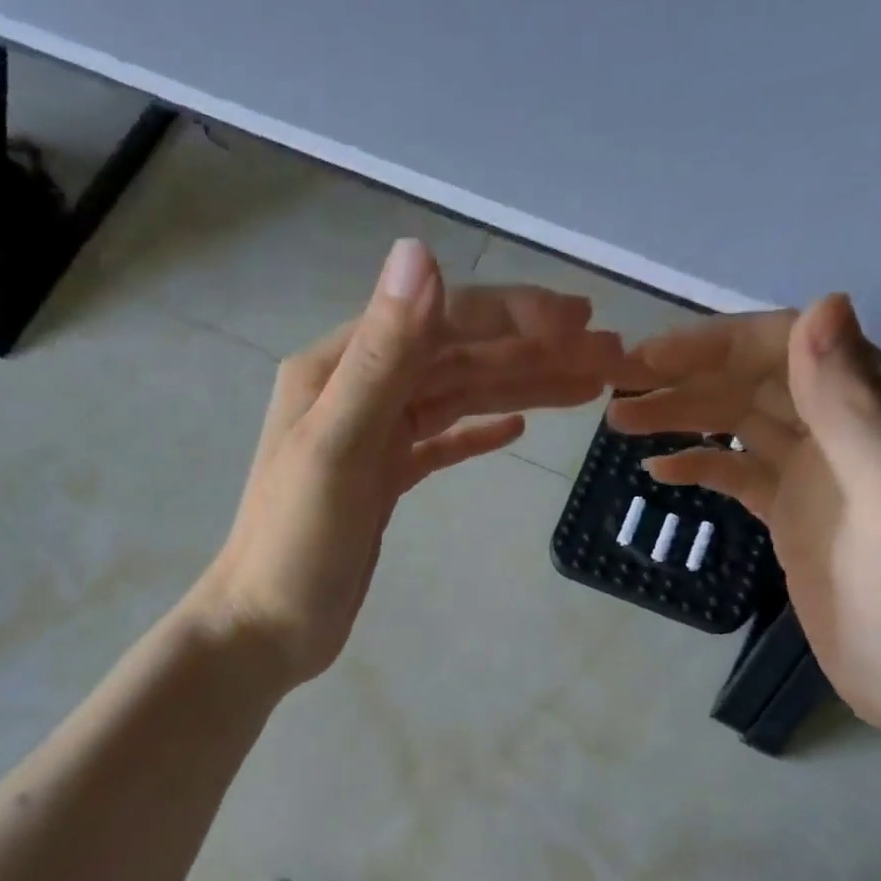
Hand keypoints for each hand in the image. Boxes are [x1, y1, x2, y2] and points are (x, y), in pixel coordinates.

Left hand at [193, 238, 628, 685]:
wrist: (267, 628)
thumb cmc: (296, 545)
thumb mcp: (337, 447)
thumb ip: (381, 356)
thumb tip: (419, 252)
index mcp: (339, 369)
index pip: (438, 322)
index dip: (511, 317)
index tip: (581, 325)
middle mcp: (357, 390)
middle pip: (457, 357)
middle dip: (534, 352)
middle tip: (613, 355)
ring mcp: (373, 436)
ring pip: (457, 397)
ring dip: (521, 387)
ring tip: (590, 386)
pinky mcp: (384, 478)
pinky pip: (442, 441)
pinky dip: (480, 430)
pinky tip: (518, 428)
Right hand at [610, 295, 880, 745]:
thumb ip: (855, 406)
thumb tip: (819, 305)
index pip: (789, 347)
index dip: (716, 344)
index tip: (648, 358)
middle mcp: (847, 427)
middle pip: (754, 380)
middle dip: (684, 377)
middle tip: (615, 388)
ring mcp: (816, 473)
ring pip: (738, 422)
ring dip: (681, 415)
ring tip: (618, 423)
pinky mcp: (792, 513)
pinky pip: (736, 472)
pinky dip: (697, 464)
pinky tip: (656, 470)